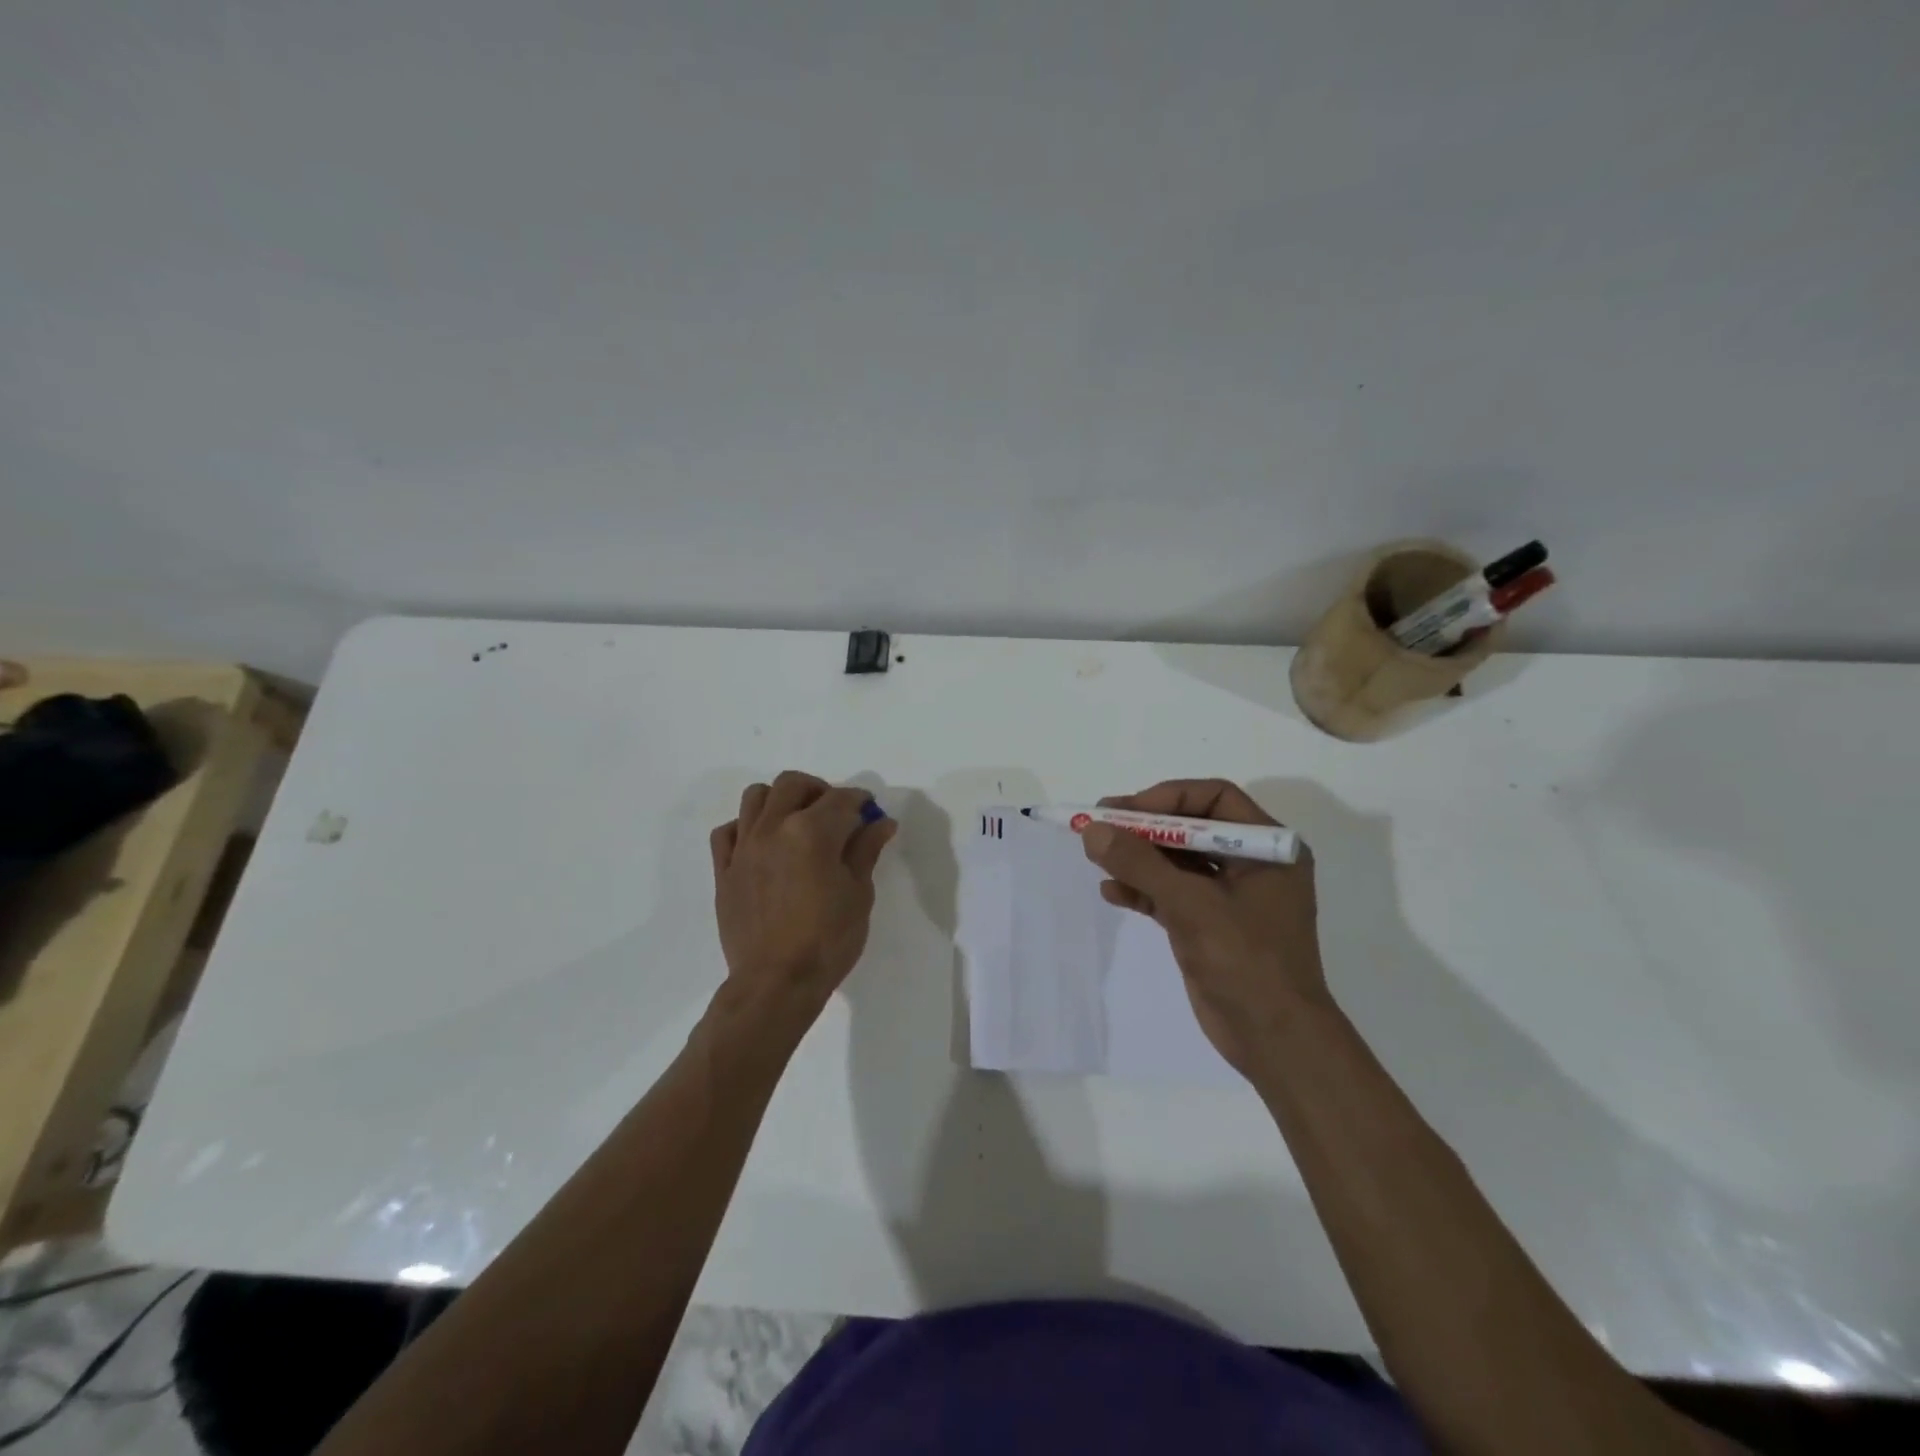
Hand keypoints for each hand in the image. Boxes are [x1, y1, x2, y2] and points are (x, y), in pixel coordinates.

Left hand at [710, 771, 897, 1026]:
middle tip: (835, 814)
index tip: (869, 812)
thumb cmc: (827, 940)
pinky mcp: (724, 870)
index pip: (841, 799)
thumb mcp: (858, 894)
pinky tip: (763, 844)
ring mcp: (744, 847)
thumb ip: (866, 850)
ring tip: (796, 822)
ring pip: (755, 797)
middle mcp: (773, 828)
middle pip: (793, 784)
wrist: (776, 983)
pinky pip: (727, 831)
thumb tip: (881, 822)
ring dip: (780, 800)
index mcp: (811, 831)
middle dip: (819, 790)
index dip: (860, 801)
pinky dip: (746, 827)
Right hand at [1081, 779, 1328, 1079]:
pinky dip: (1142, 889)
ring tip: (1096, 857)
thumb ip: (1140, 864)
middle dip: (1144, 828)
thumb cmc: (1246, 961)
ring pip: (1177, 861)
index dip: (1167, 798)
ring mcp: (1230, 896)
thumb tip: (1092, 830)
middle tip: (1099, 826)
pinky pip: (1171, 893)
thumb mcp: (1191, 905)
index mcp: (1269, 847)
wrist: (1274, 1041)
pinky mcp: (1209, 923)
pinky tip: (1111, 892)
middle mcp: (1252, 864)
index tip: (1124, 811)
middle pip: (1191, 828)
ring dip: (1138, 859)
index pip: (1214, 799)